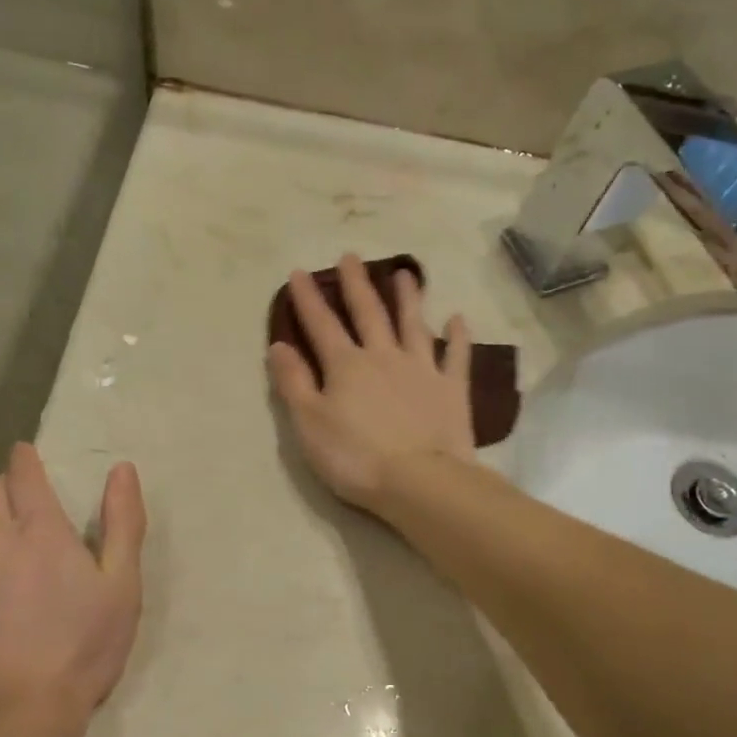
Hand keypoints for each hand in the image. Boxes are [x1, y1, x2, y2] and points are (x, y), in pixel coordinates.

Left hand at [0, 444, 145, 736]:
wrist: (17, 715)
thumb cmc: (83, 646)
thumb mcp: (122, 584)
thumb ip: (122, 522)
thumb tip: (121, 470)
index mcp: (38, 530)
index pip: (22, 473)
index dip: (26, 459)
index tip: (28, 454)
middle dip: (6, 488)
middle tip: (27, 505)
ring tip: (14, 560)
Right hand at [268, 253, 475, 513]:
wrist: (419, 480)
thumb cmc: (355, 457)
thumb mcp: (309, 424)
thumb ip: (293, 383)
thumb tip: (278, 345)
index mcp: (346, 366)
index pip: (321, 325)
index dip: (308, 299)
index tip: (300, 272)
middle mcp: (384, 357)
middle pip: (368, 313)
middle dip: (357, 285)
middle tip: (351, 256)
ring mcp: (422, 369)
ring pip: (413, 324)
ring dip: (408, 298)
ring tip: (405, 274)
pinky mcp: (451, 389)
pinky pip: (456, 356)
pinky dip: (457, 336)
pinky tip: (458, 318)